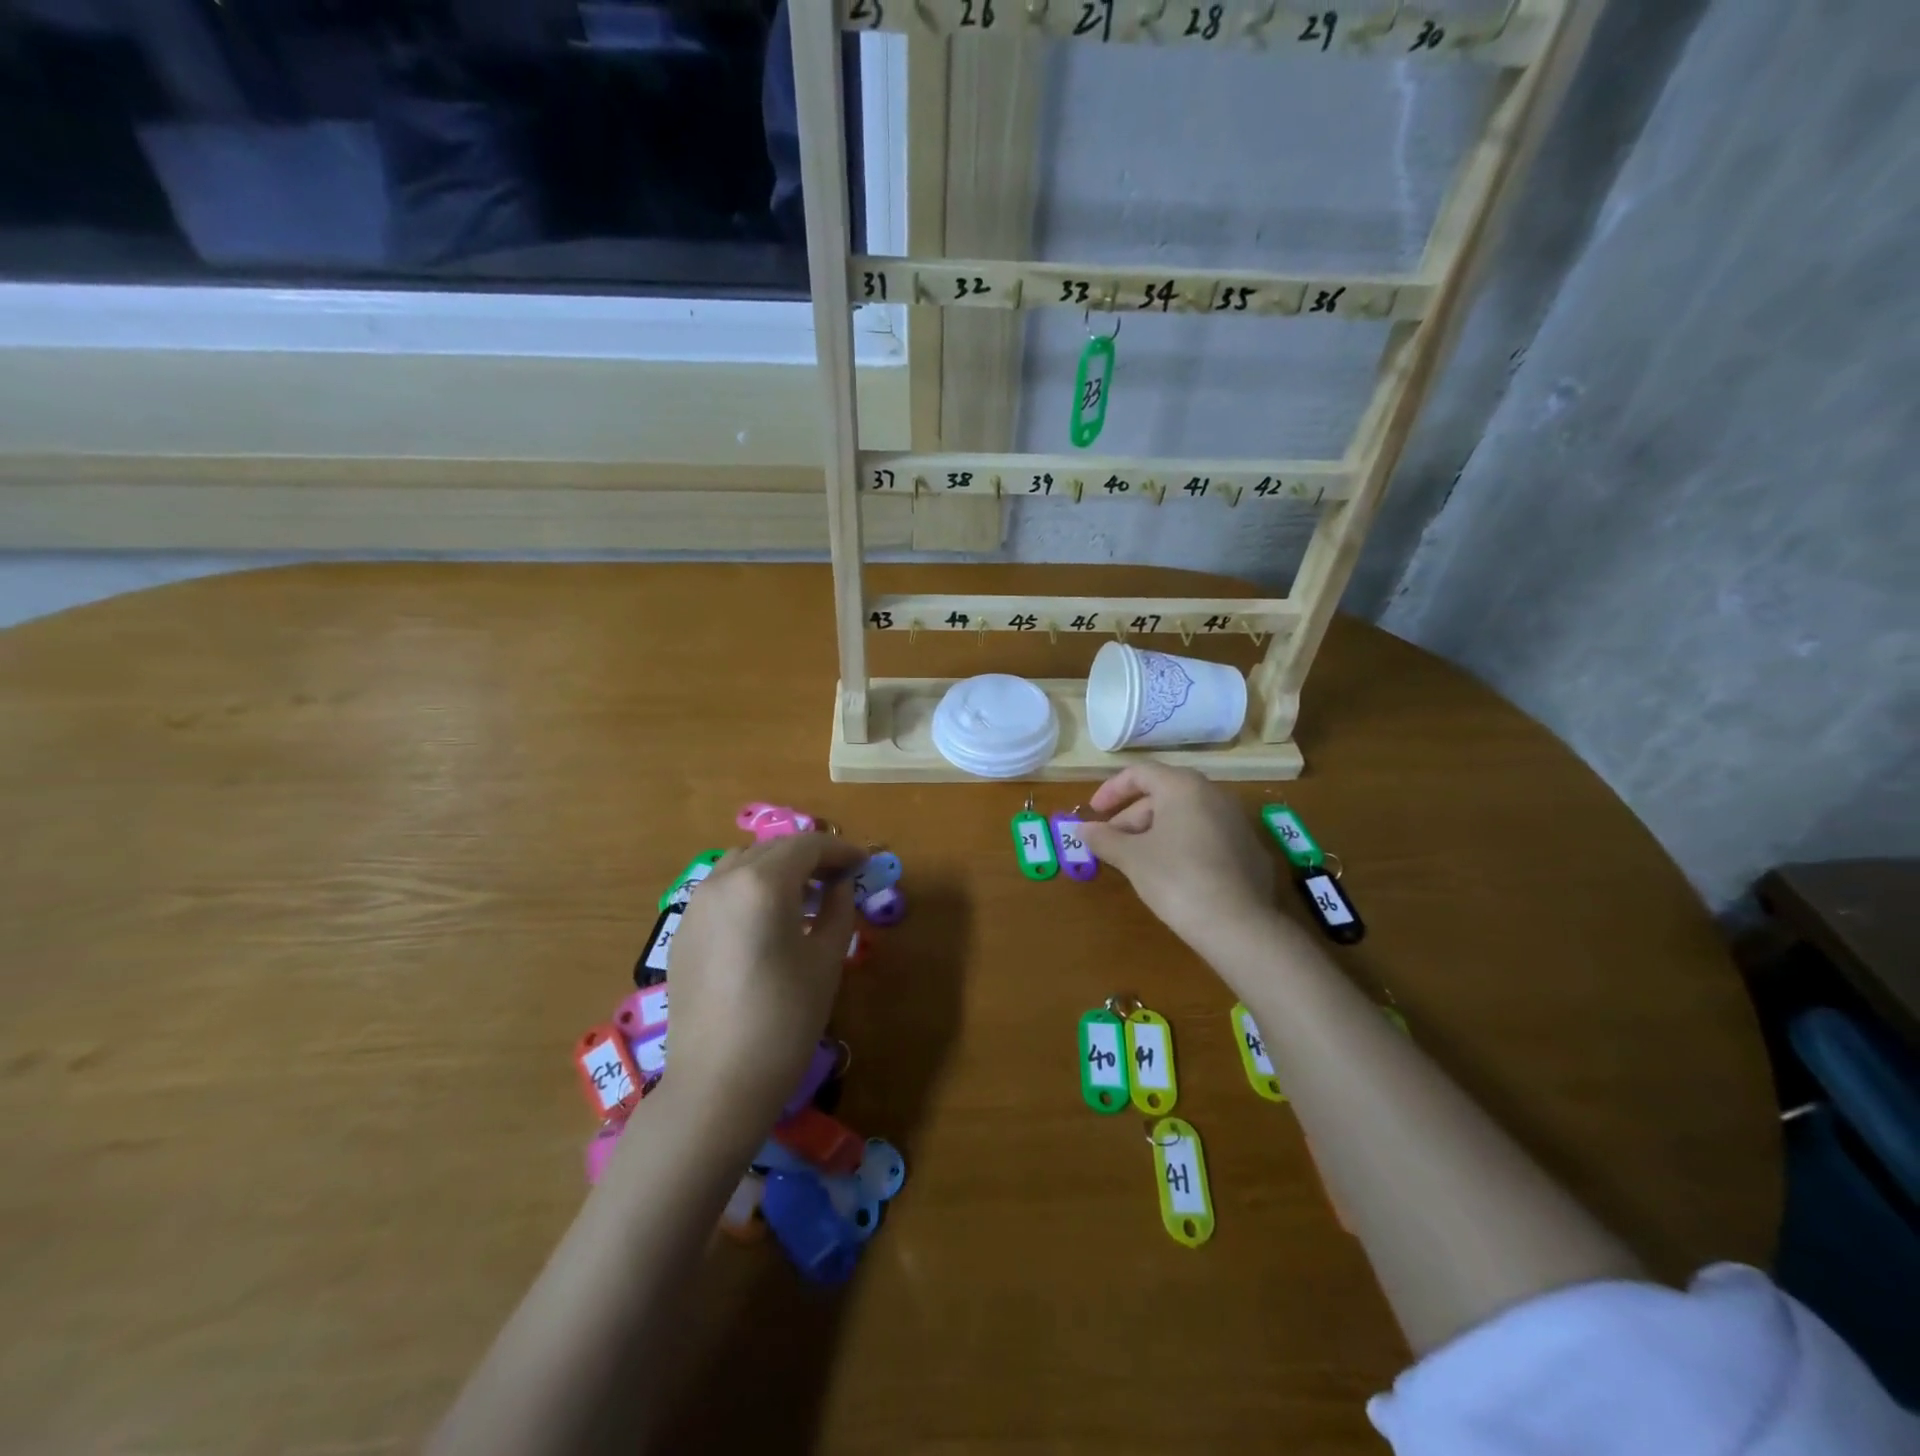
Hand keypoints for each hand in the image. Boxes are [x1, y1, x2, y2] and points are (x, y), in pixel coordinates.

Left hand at [662, 832, 866, 1132]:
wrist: (718, 1082)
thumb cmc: (785, 1018)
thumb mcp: (826, 959)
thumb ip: (838, 909)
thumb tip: (840, 885)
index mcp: (762, 883)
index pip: (807, 846)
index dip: (840, 849)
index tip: (864, 862)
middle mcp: (723, 881)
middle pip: (773, 849)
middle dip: (810, 856)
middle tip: (840, 878)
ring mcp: (696, 905)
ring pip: (742, 864)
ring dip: (777, 868)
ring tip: (804, 897)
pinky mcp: (682, 931)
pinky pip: (721, 890)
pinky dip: (750, 888)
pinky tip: (767, 920)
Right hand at [1079, 765, 1275, 955]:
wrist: (1240, 926)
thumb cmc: (1177, 879)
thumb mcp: (1132, 858)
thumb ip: (1104, 838)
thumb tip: (1084, 829)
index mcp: (1183, 787)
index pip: (1139, 773)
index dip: (1111, 791)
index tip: (1094, 814)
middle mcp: (1214, 794)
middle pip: (1163, 794)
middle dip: (1132, 817)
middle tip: (1112, 844)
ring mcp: (1236, 821)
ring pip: (1185, 815)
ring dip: (1155, 831)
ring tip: (1138, 861)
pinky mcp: (1249, 849)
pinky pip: (1206, 835)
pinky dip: (1183, 845)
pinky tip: (1173, 875)